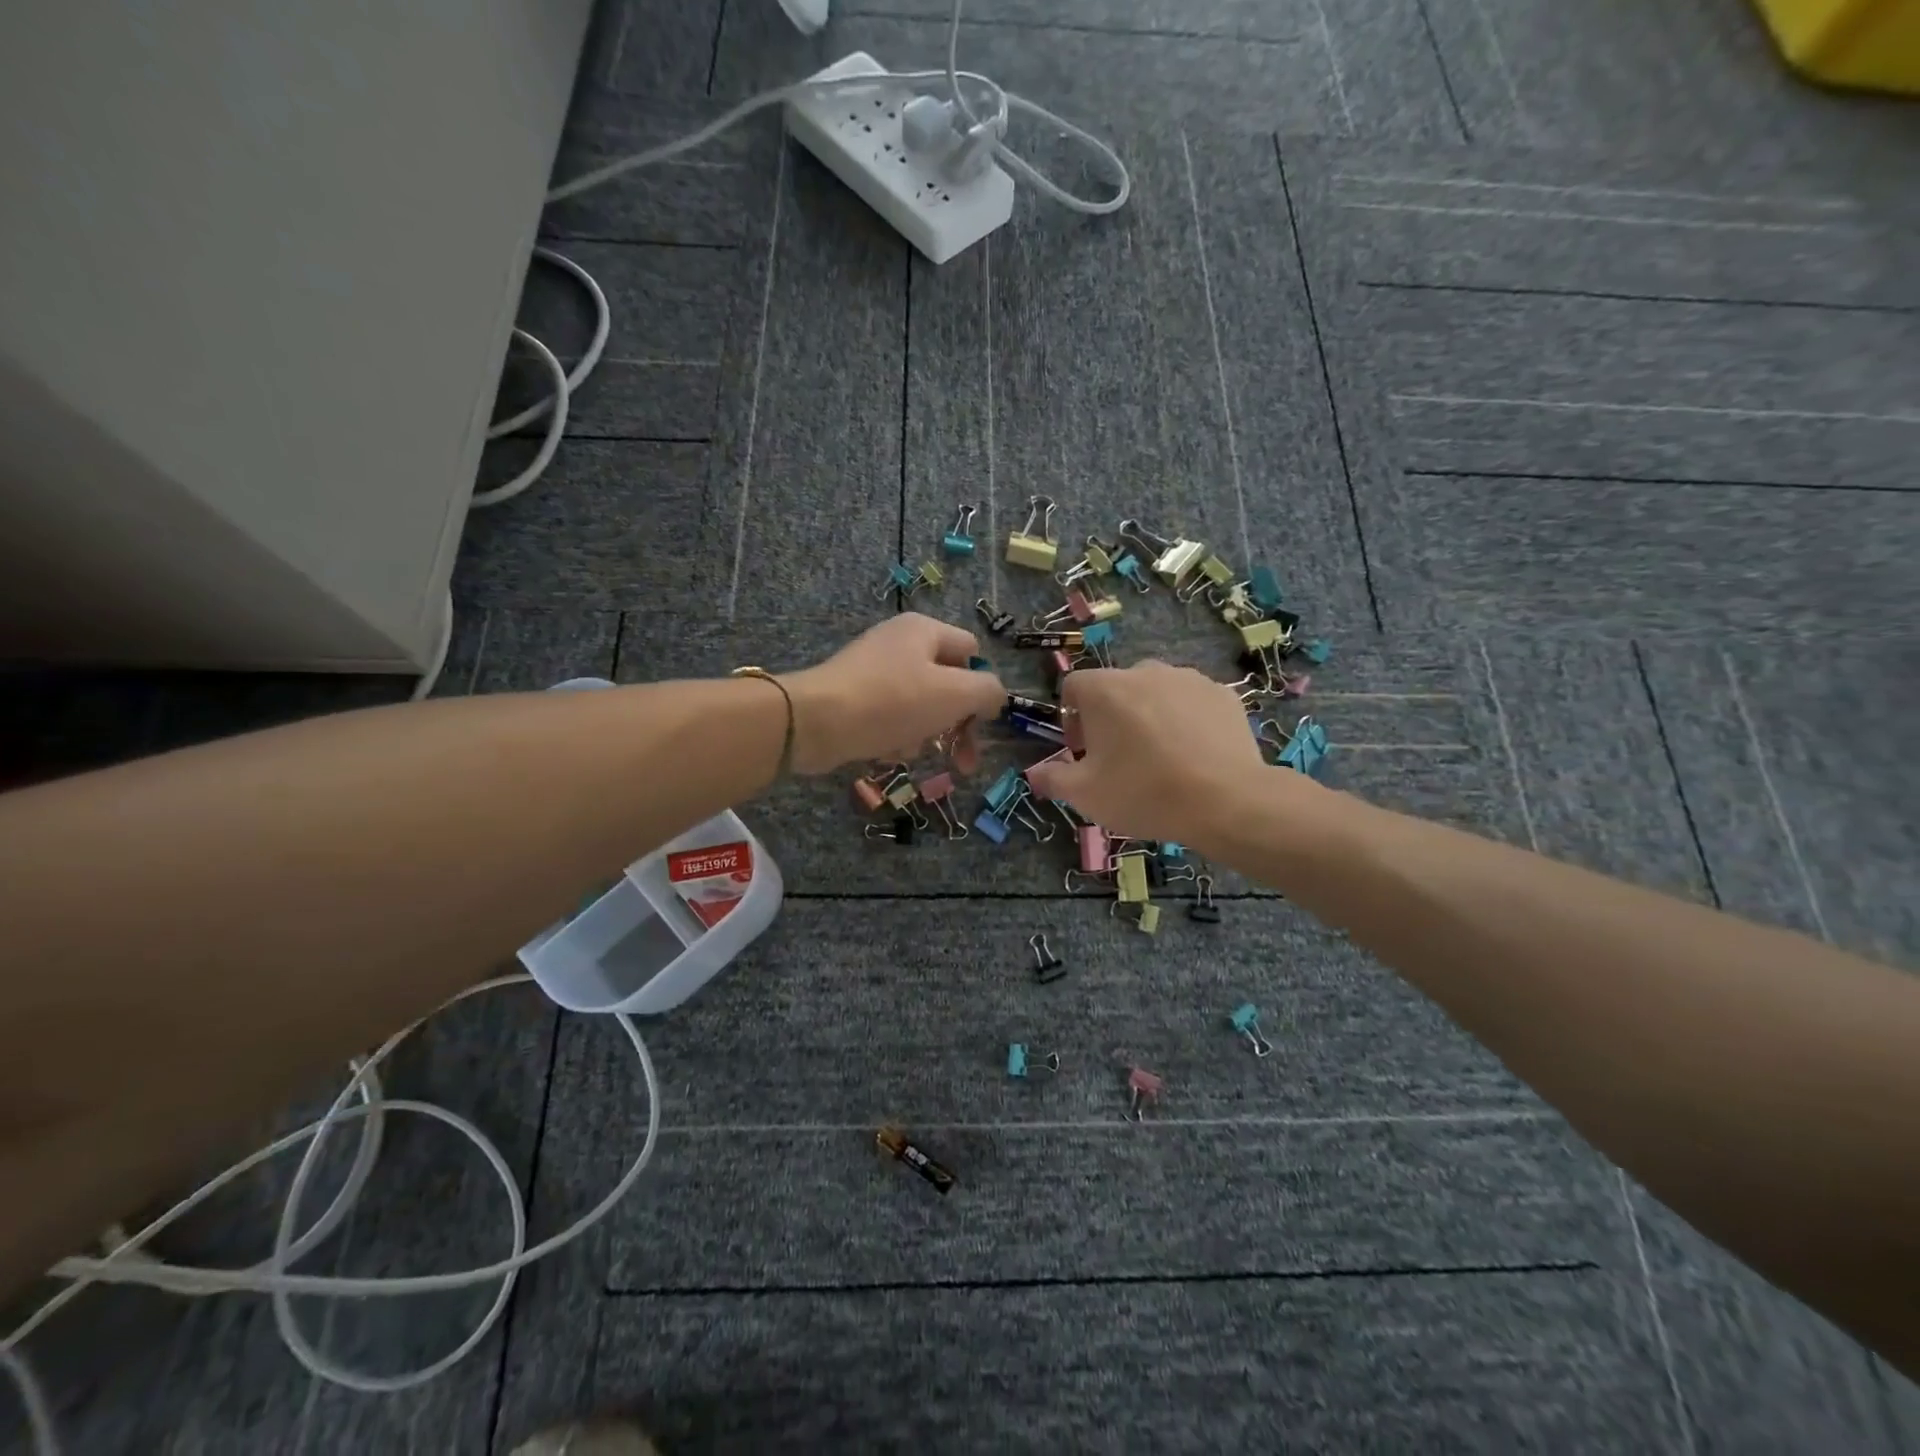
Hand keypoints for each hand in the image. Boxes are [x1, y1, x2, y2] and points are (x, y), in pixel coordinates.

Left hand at [784, 613, 1006, 774]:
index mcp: (925, 630)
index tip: (981, 723)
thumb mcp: (955, 694)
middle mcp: (899, 643)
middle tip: (964, 762)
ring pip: (920, 705)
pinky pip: (890, 717)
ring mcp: (874, 669)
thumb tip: (993, 698)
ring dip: (926, 733)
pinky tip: (887, 751)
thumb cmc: (893, 702)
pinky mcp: (854, 696)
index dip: (982, 687)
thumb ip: (988, 692)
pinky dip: (896, 735)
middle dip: (957, 724)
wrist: (816, 721)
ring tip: (911, 751)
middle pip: (947, 684)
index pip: (972, 653)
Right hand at [1026, 660, 1301, 846]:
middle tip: (1120, 759)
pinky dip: (1186, 721)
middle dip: (1110, 718)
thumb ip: (1053, 779)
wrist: (1226, 801)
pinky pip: (1191, 702)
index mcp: (1105, 689)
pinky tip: (1194, 755)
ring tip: (1161, 757)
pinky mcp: (1223, 694)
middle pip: (1115, 688)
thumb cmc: (1144, 793)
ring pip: (1155, 693)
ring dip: (1148, 716)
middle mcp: (1144, 671)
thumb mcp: (1085, 795)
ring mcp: (1188, 679)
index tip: (1082, 752)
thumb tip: (1034, 774)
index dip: (1070, 718)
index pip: (1073, 687)